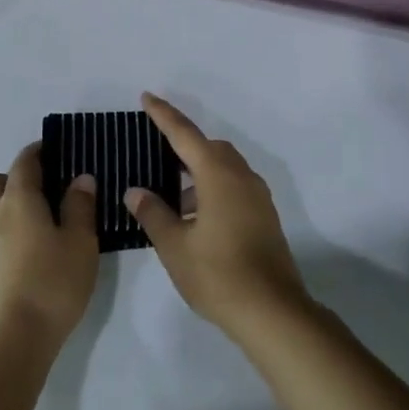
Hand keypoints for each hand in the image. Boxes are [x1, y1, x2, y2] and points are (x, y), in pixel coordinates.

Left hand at [0, 143, 98, 353]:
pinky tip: (15, 248)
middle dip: (11, 178)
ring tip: (24, 220)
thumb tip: (80, 178)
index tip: (52, 150)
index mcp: (18, 199)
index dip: (37, 152)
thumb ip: (80, 206)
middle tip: (38, 192)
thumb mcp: (81, 244)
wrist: (10, 341)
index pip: (24, 162)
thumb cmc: (52, 286)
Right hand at [125, 94, 309, 340]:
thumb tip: (135, 192)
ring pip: (223, 168)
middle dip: (183, 145)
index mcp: (218, 175)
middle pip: (209, 148)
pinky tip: (195, 217)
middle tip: (156, 154)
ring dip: (198, 172)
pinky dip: (212, 188)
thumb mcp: (175, 245)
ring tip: (171, 196)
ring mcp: (257, 197)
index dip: (164, 115)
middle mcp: (241, 177)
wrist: (273, 312)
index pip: (184, 135)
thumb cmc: (218, 274)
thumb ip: (153, 213)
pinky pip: (234, 186)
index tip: (147, 97)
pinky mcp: (264, 216)